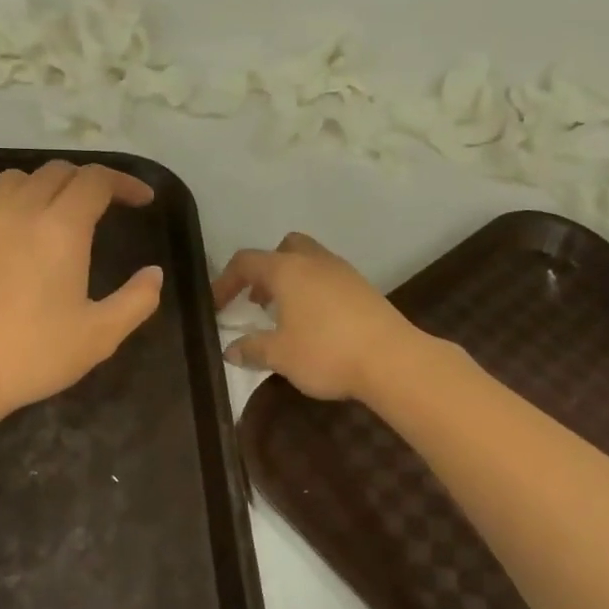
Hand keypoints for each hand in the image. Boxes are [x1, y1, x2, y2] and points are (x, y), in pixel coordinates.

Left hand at [0, 161, 163, 425]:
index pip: (96, 180)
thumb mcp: (99, 336)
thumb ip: (136, 300)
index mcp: (60, 227)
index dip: (125, 183)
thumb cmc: (31, 356)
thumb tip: (154, 274)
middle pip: (58, 172)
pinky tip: (18, 238)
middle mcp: (20, 210)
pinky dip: (14, 204)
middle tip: (108, 207)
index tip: (143, 200)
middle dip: (89, 181)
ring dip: (48, 186)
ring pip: (19, 179)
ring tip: (61, 213)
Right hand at [212, 234, 415, 401]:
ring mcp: (343, 272)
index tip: (216, 306)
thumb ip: (252, 349)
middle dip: (265, 270)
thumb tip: (231, 349)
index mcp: (287, 270)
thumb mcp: (280, 355)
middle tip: (257, 301)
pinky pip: (329, 279)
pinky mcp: (364, 289)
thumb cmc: (326, 352)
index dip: (226, 281)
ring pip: (309, 262)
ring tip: (284, 316)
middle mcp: (314, 261)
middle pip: (284, 248)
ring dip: (291, 281)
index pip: (246, 262)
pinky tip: (315, 324)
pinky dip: (313, 291)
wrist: (392, 360)